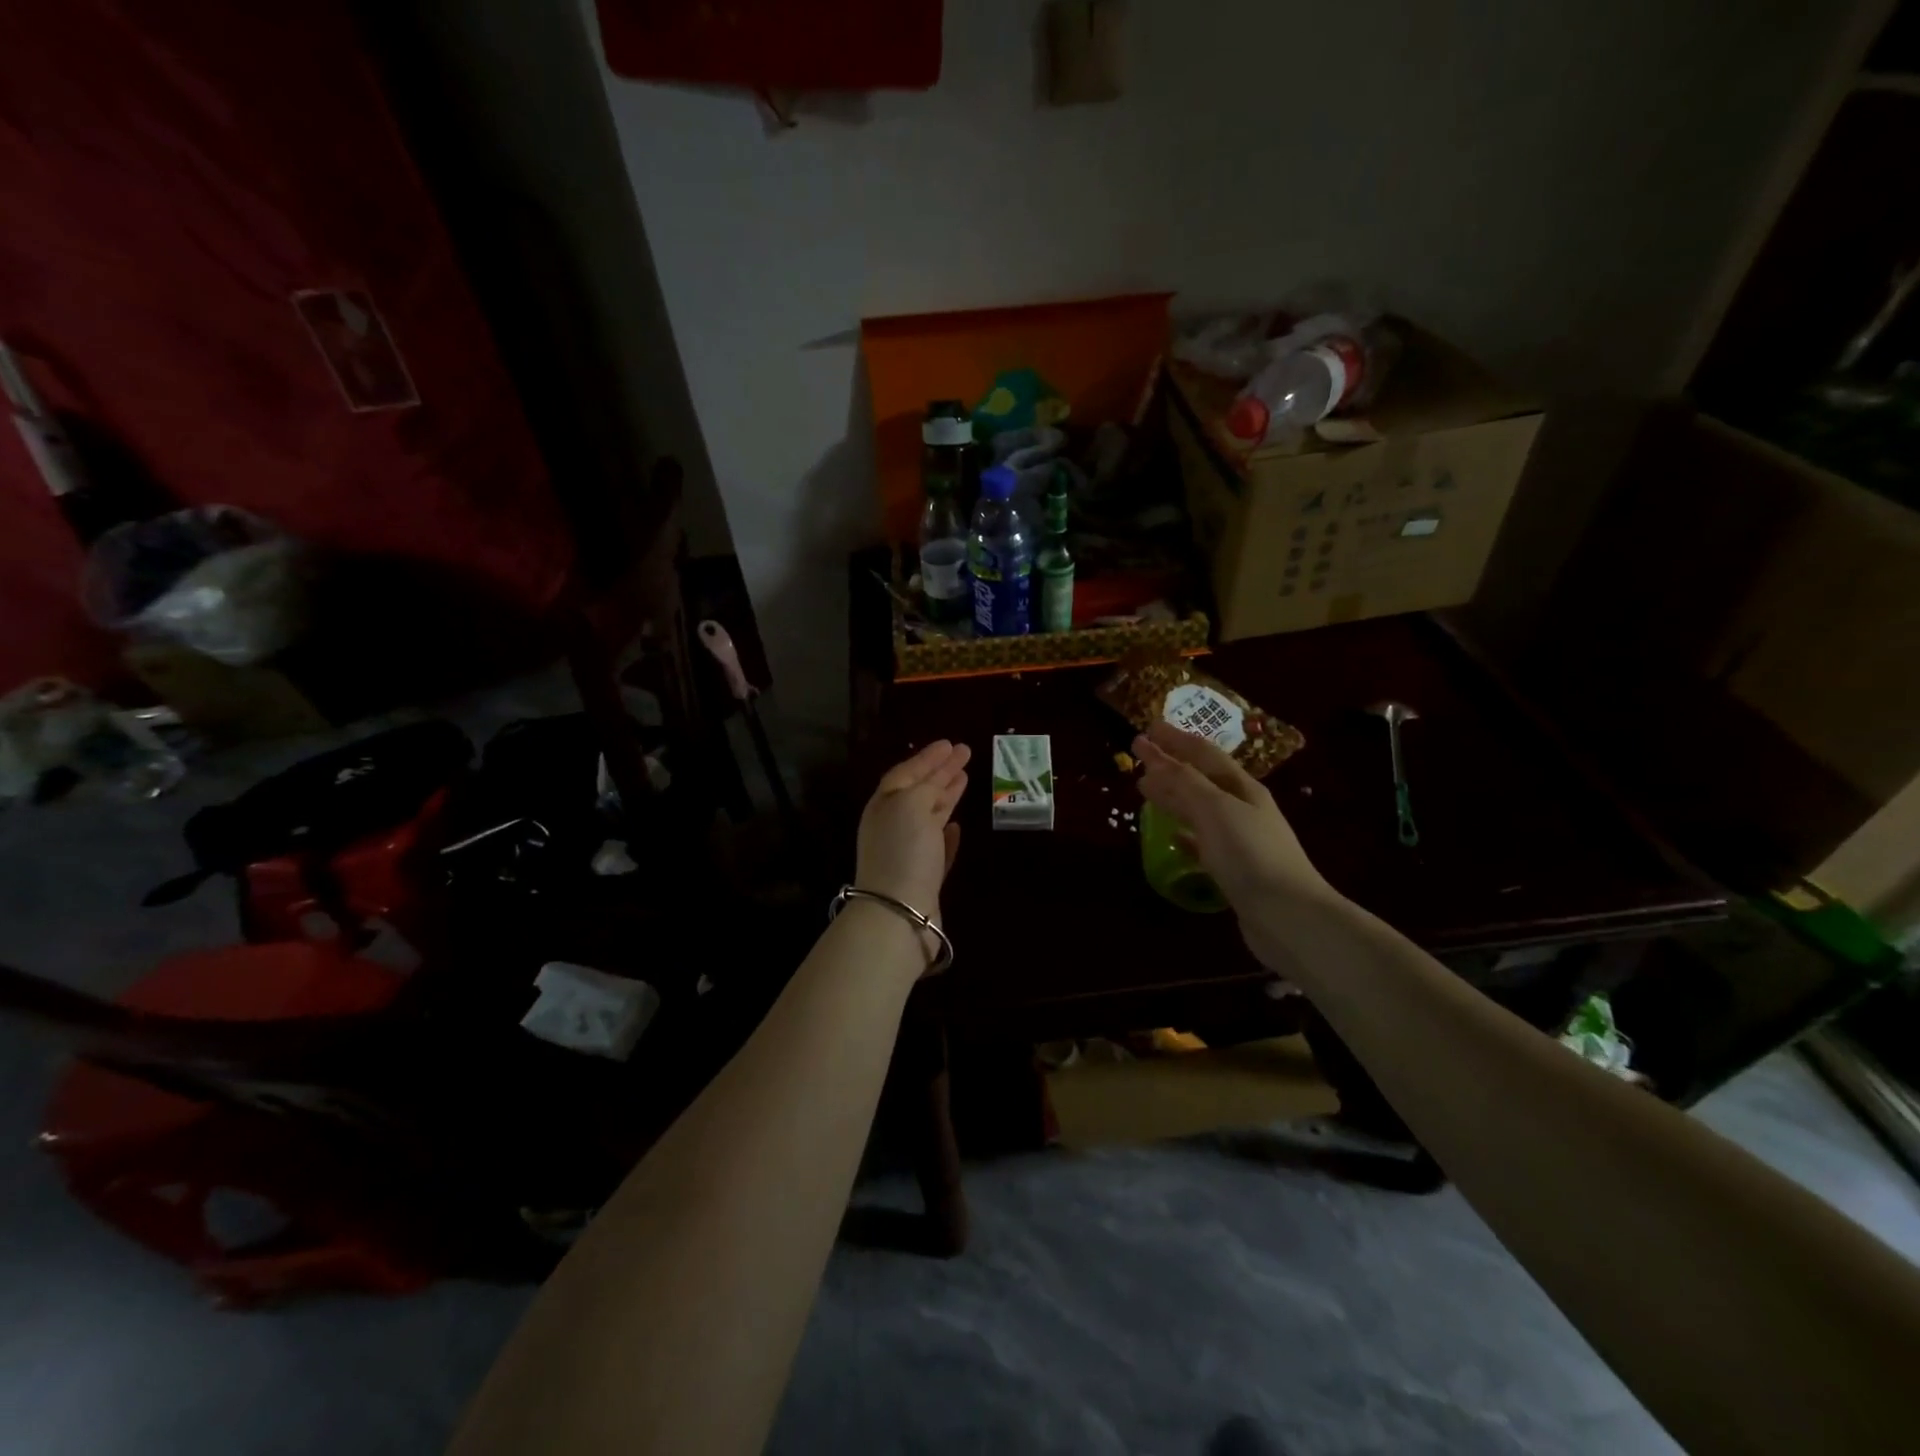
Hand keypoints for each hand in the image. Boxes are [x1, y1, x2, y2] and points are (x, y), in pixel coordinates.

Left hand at [855, 740, 969, 921]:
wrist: (899, 912)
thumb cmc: (903, 850)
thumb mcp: (911, 804)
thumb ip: (924, 788)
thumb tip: (936, 786)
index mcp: (885, 804)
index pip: (907, 772)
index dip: (928, 757)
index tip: (951, 743)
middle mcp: (893, 825)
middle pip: (919, 791)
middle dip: (941, 772)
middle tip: (965, 754)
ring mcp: (908, 852)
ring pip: (929, 816)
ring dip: (947, 796)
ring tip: (965, 779)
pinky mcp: (925, 877)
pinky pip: (937, 847)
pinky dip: (947, 833)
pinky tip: (958, 826)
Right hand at [1133, 722, 1337, 968]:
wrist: (1290, 916)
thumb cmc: (1251, 855)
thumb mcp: (1215, 809)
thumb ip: (1183, 781)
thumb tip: (1153, 754)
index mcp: (1243, 788)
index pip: (1203, 754)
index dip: (1175, 739)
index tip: (1147, 729)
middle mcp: (1243, 809)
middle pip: (1201, 779)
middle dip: (1171, 765)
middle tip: (1140, 756)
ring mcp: (1240, 840)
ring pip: (1200, 808)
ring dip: (1174, 796)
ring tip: (1146, 789)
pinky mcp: (1234, 870)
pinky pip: (1203, 842)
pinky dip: (1185, 833)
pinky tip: (1173, 836)